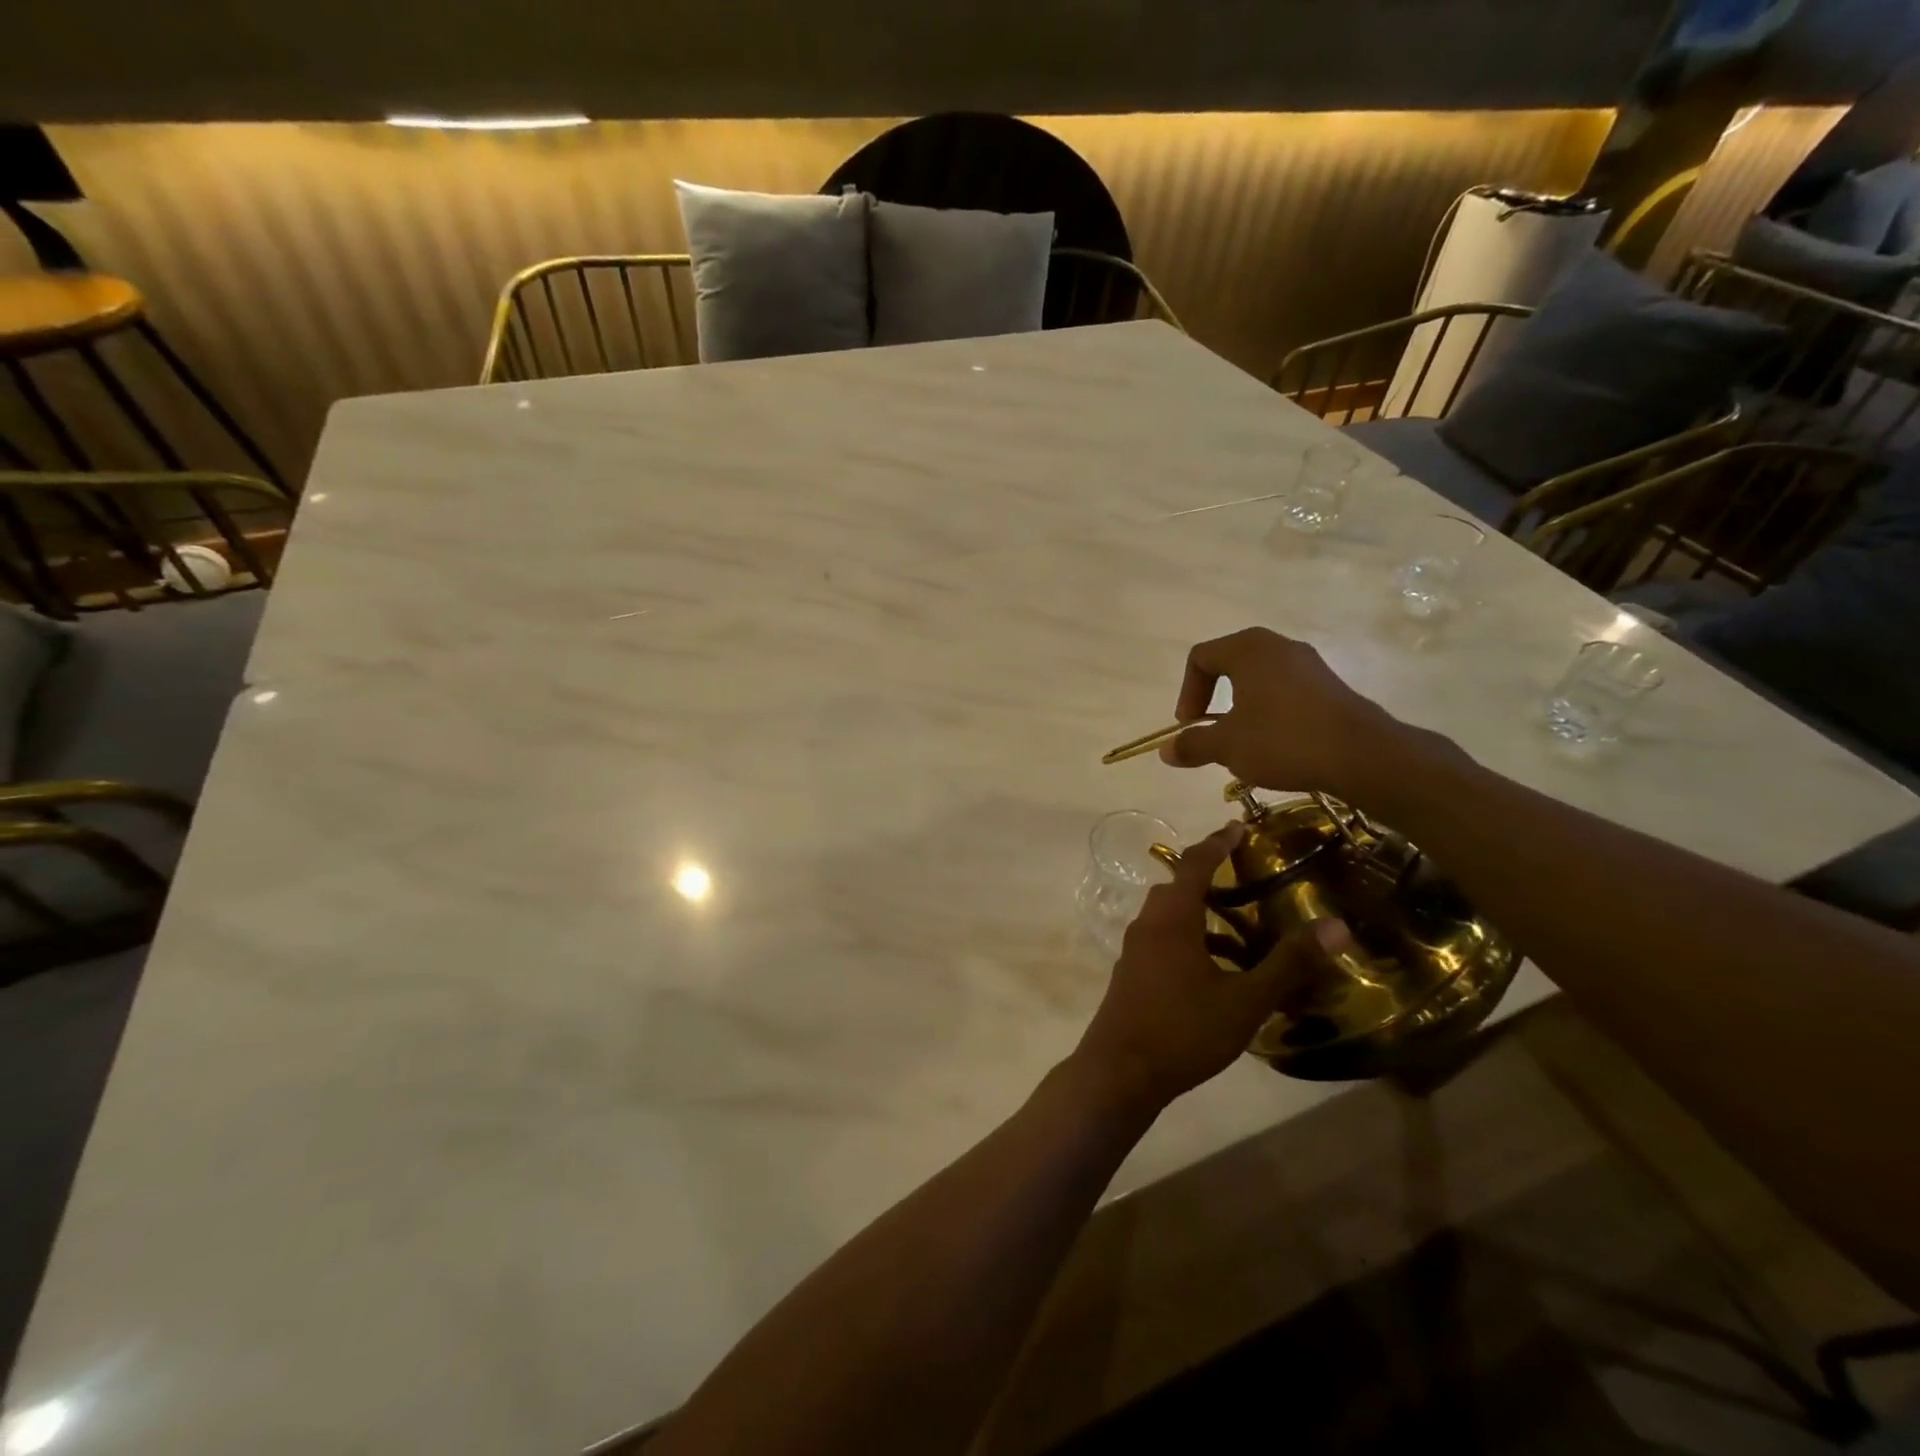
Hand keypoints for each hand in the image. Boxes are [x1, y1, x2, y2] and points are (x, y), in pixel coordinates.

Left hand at [1072, 824, 1351, 1112]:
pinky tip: (1220, 970)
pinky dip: (1192, 940)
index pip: (1194, 863)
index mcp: (1172, 918)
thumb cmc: (1183, 1030)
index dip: (1218, 842)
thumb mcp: (1245, 1000)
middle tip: (1248, 876)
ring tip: (1245, 929)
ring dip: (1203, 914)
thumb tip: (1336, 925)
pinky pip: (1164, 939)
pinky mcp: (1132, 972)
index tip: (1239, 826)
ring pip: (1171, 916)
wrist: (1119, 1072)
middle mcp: (1148, 924)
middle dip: (1211, 876)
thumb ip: (1288, 962)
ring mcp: (1135, 949)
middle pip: (1178, 886)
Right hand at [1158, 627, 1401, 800]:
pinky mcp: (1328, 685)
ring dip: (1241, 706)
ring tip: (1242, 741)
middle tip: (1210, 729)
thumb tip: (1165, 750)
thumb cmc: (1283, 740)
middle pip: (1229, 662)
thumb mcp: (1228, 746)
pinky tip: (1275, 743)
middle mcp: (1278, 646)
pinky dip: (1269, 710)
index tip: (1191, 725)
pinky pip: (1285, 689)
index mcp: (1248, 649)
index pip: (1200, 657)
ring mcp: (1308, 663)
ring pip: (1259, 678)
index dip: (1187, 692)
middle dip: (1213, 697)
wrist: (1361, 755)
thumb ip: (1193, 745)